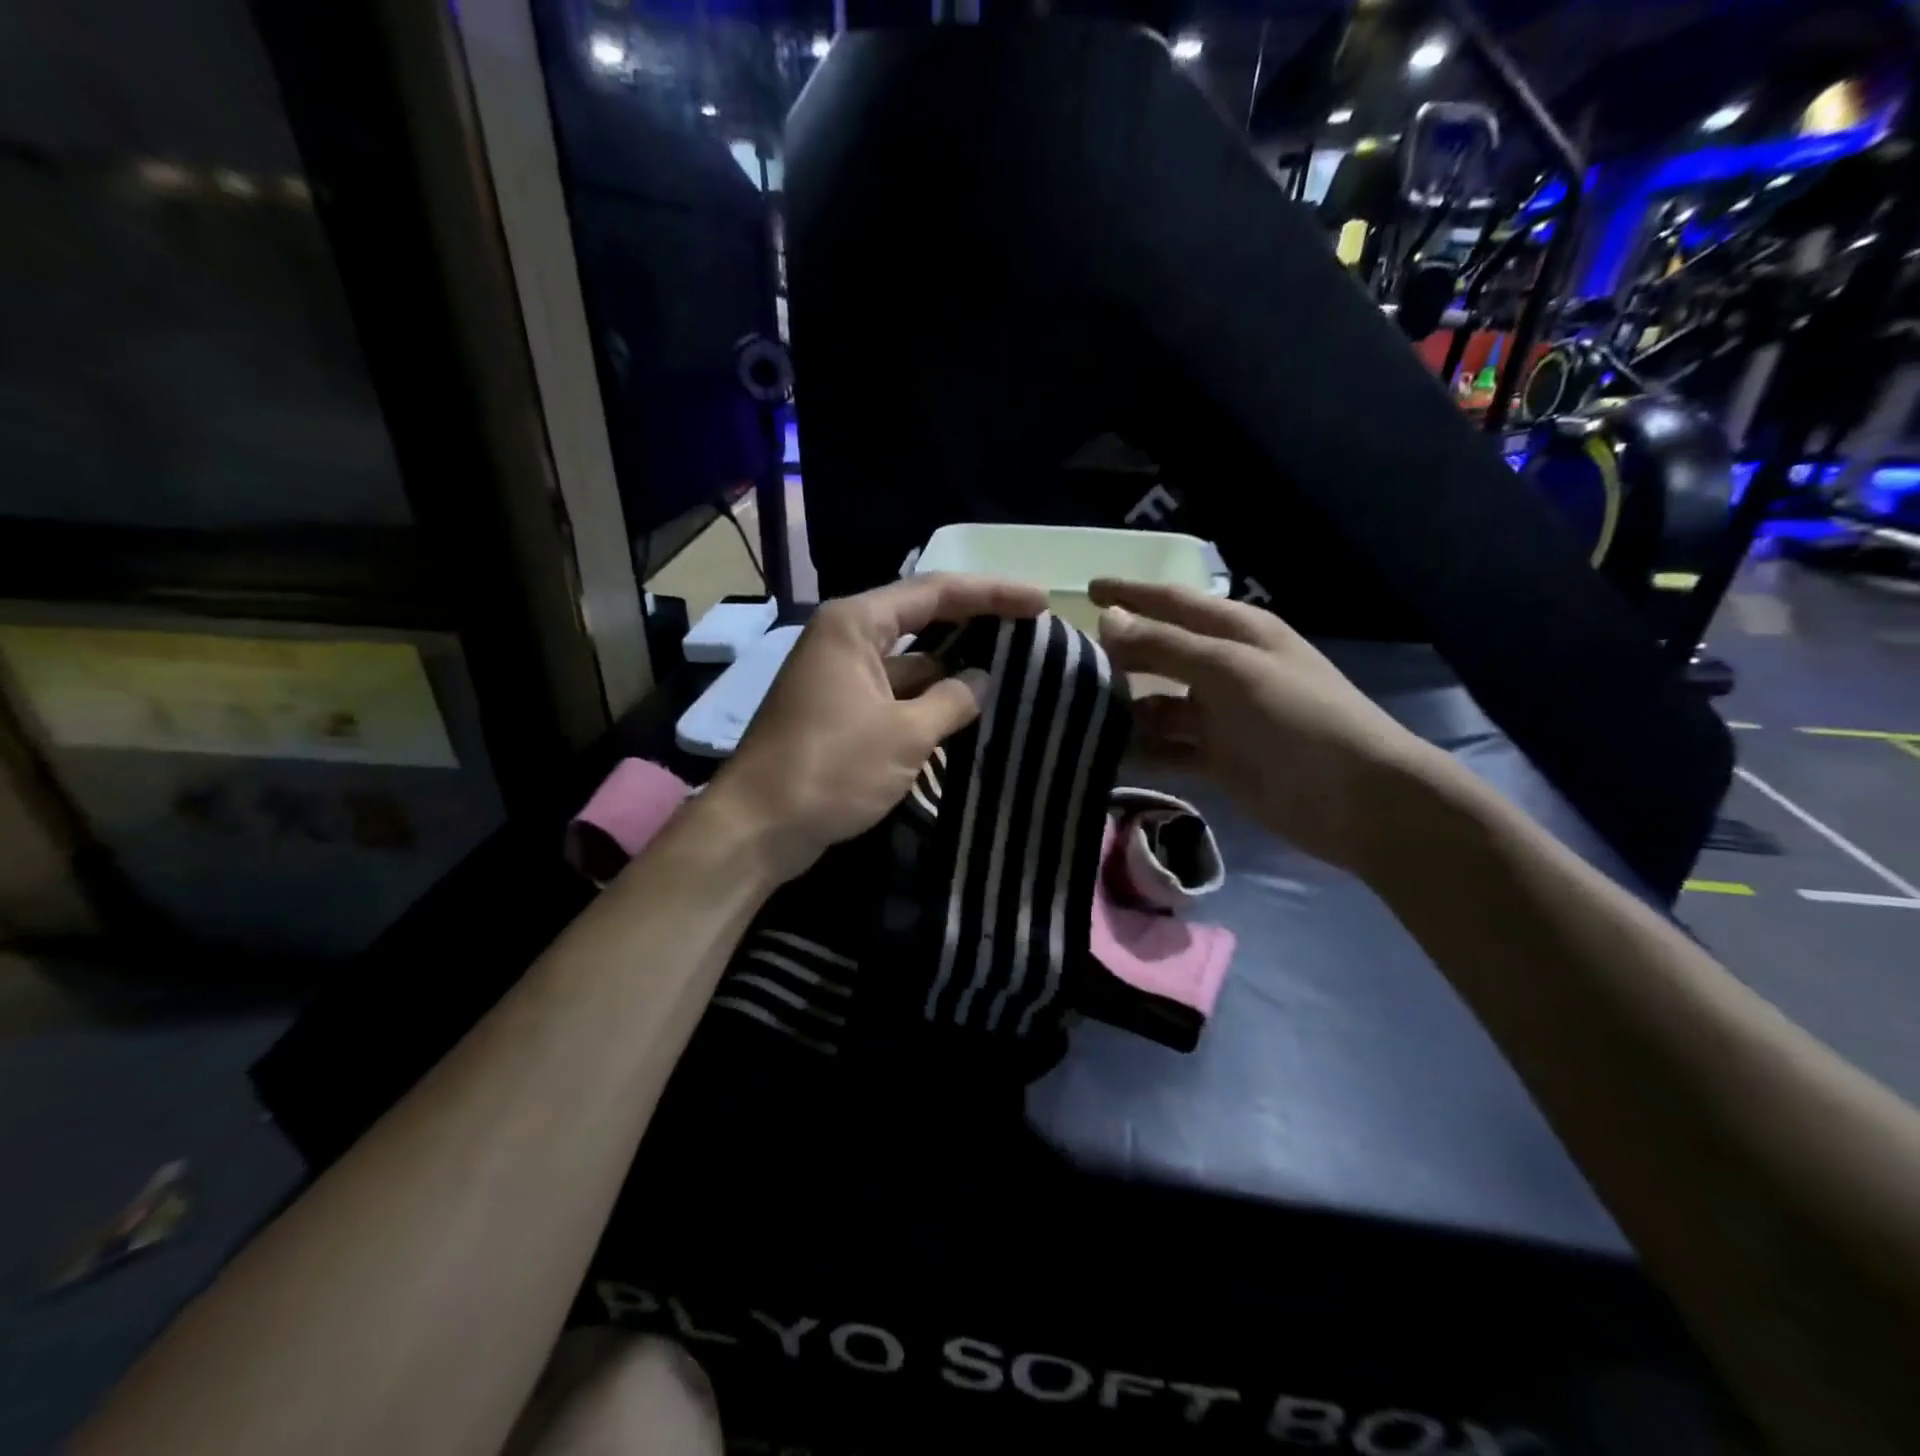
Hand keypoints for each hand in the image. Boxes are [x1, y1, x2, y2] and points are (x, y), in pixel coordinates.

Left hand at [713, 574, 1046, 880]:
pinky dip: (928, 699)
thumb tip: (982, 681)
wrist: (758, 826)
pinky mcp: (839, 711)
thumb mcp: (904, 735)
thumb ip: (952, 701)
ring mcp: (840, 676)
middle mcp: (845, 639)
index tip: (1040, 602)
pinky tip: (965, 711)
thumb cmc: (830, 769)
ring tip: (1009, 671)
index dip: (992, 594)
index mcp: (856, 624)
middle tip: (1029, 630)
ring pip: (909, 661)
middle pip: (922, 619)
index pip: (936, 593)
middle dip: (974, 624)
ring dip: (952, 668)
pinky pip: (894, 693)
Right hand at [1090, 579, 1445, 871]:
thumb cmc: (1297, 718)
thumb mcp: (1230, 671)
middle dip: (1118, 657)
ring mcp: (1220, 717)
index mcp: (1236, 633)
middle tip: (1063, 663)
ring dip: (1122, 710)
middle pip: (1159, 655)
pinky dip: (1140, 751)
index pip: (1173, 603)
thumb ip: (1166, 645)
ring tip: (1071, 715)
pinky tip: (1102, 756)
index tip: (1087, 589)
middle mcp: (1224, 669)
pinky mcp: (1217, 759)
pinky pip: (1166, 748)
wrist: (1357, 799)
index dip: (1131, 594)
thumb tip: (1108, 619)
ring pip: (1157, 706)